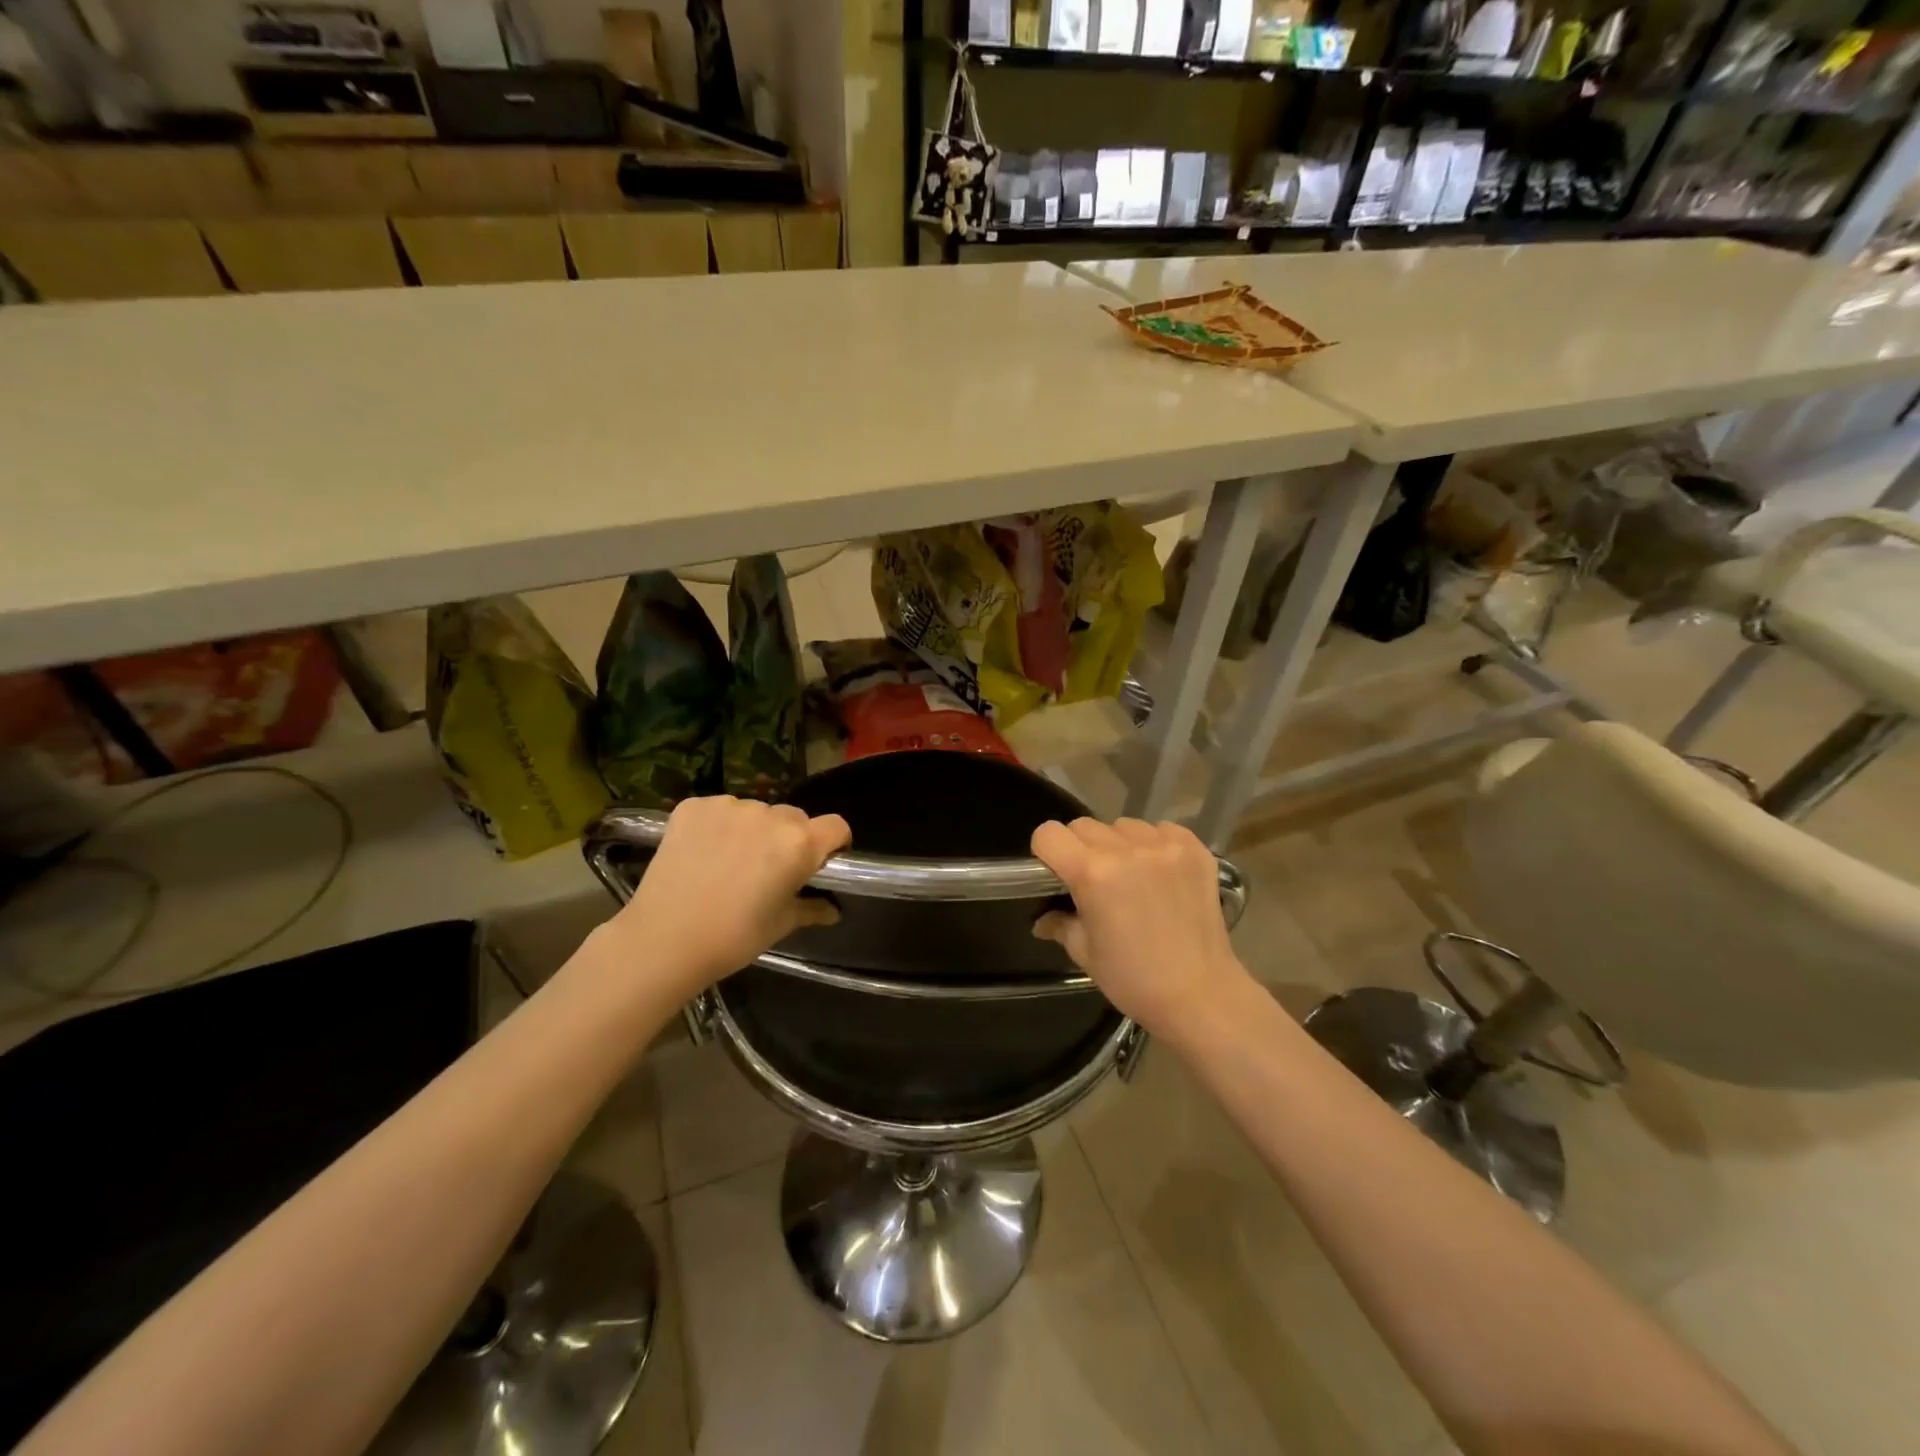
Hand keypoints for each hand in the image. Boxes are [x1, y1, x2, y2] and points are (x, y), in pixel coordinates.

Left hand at [601, 796, 850, 998]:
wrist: (663, 940)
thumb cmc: (733, 937)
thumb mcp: (781, 925)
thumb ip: (812, 908)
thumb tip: (834, 910)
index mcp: (799, 844)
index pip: (836, 826)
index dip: (835, 843)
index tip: (823, 862)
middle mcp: (769, 815)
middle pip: (794, 817)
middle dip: (791, 838)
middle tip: (771, 869)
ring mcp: (728, 806)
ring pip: (756, 812)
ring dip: (753, 830)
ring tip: (731, 863)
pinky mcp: (693, 806)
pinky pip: (720, 809)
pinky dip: (719, 826)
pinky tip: (704, 853)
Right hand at [1031, 817, 1249, 1042]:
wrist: (1201, 994)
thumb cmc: (1134, 979)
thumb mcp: (1085, 953)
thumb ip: (1060, 923)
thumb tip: (1042, 919)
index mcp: (1093, 874)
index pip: (1049, 834)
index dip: (1046, 852)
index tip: (1056, 873)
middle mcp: (1127, 850)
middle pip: (1084, 826)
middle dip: (1080, 849)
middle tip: (1094, 881)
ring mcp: (1165, 846)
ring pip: (1123, 825)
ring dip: (1118, 845)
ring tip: (1132, 876)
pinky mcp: (1194, 849)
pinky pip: (1161, 829)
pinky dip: (1154, 844)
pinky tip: (1160, 873)